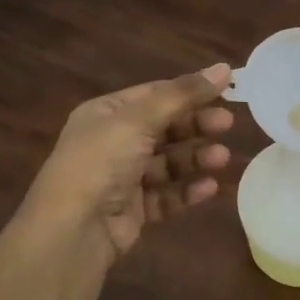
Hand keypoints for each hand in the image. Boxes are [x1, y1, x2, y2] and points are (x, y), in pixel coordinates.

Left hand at [19, 64, 235, 264]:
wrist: (72, 232)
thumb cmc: (101, 162)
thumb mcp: (140, 119)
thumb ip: (183, 95)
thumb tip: (223, 67)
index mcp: (106, 113)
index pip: (155, 94)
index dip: (190, 91)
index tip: (226, 90)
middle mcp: (113, 142)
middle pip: (164, 127)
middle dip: (196, 125)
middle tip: (228, 124)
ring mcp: (122, 178)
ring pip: (168, 162)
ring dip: (196, 158)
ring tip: (222, 159)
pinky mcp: (133, 210)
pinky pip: (166, 195)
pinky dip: (187, 190)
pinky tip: (209, 188)